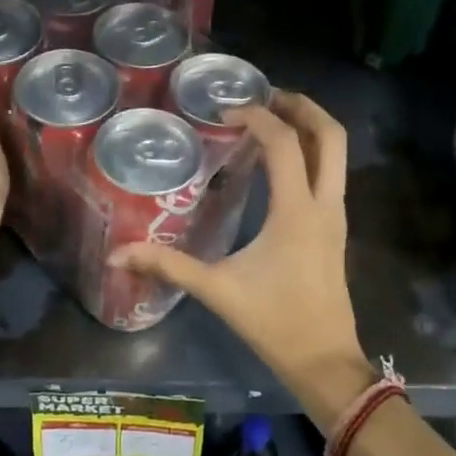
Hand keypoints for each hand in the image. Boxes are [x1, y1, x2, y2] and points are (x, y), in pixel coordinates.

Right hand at [110, 91, 371, 428]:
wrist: (324, 360)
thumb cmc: (274, 322)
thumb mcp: (217, 291)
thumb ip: (168, 266)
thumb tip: (118, 254)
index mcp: (296, 211)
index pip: (284, 143)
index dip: (257, 118)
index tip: (226, 114)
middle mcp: (325, 204)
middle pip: (331, 135)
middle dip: (302, 106)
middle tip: (266, 96)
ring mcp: (337, 215)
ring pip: (337, 153)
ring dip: (310, 126)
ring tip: (272, 118)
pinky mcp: (336, 227)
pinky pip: (332, 172)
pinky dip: (312, 152)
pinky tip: (281, 161)